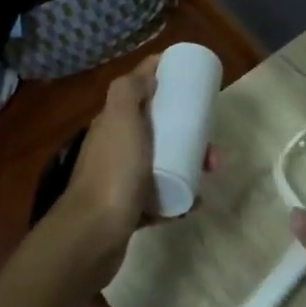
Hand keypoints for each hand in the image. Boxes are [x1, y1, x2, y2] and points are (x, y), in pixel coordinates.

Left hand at [49, 54, 215, 288]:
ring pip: (162, 163)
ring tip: (208, 175)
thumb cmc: (113, 172)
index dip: (165, 81)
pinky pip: (159, 198)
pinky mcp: (128, 210)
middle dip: (188, 134)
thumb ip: (129, 90)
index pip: (138, 90)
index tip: (194, 86)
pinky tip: (193, 203)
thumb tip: (149, 72)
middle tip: (212, 149)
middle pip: (157, 129)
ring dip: (187, 166)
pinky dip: (177, 199)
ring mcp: (120, 180)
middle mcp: (114, 147)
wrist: (93, 235)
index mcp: (112, 122)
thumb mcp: (120, 119)